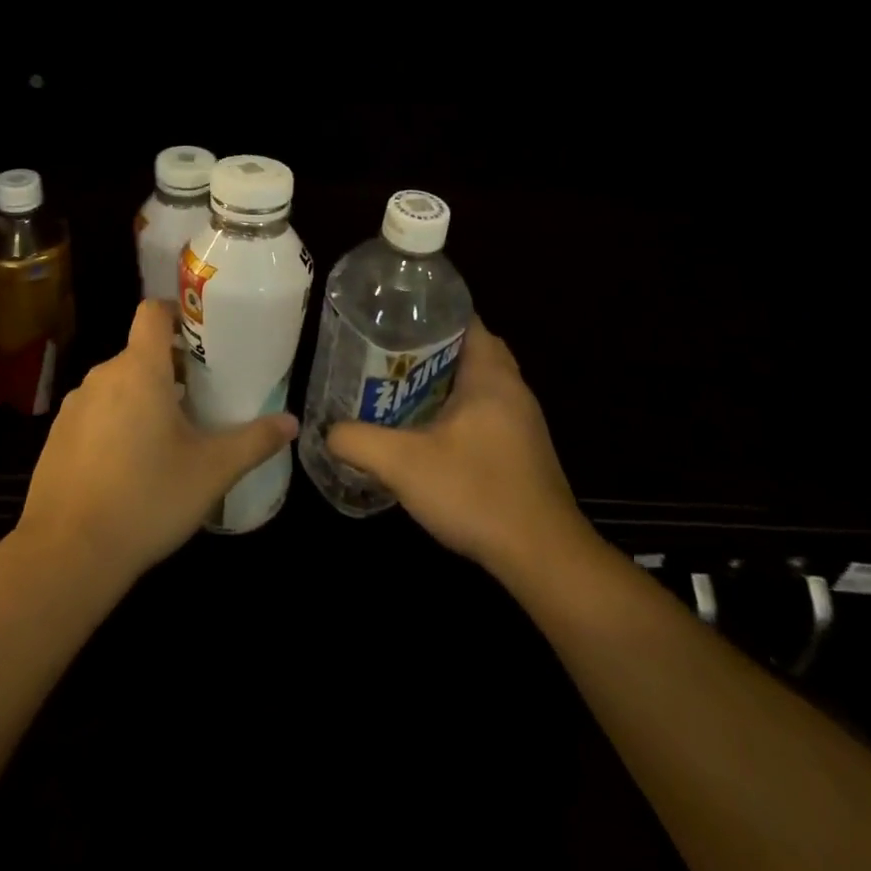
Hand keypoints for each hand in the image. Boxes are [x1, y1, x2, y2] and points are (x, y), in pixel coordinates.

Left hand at [16, 301, 297, 587]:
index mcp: (139, 369)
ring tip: (170, 436)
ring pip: (118, 385)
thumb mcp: (212, 471)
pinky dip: (116, 422)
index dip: (177, 313)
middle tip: (201, 398)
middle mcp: (102, 376)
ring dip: (144, 397)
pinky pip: (95, 413)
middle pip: (140, 352)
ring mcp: (74, 406)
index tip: (202, 337)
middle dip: (171, 368)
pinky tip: (131, 465)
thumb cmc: (148, 498)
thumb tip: (291, 422)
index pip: (152, 312)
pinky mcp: (57, 436)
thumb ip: (254, 441)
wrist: (67, 554)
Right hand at [328, 318, 596, 581]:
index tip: (391, 319)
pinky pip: (486, 410)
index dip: (427, 313)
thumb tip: (328, 431)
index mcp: (491, 375)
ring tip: (399, 388)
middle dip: (430, 348)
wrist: (542, 558)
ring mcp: (522, 421)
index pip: (463, 319)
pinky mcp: (523, 450)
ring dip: (444, 381)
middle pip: (470, 348)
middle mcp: (512, 389)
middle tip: (388, 355)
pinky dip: (458, 409)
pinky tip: (428, 431)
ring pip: (479, 382)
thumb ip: (358, 441)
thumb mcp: (403, 464)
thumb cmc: (476, 493)